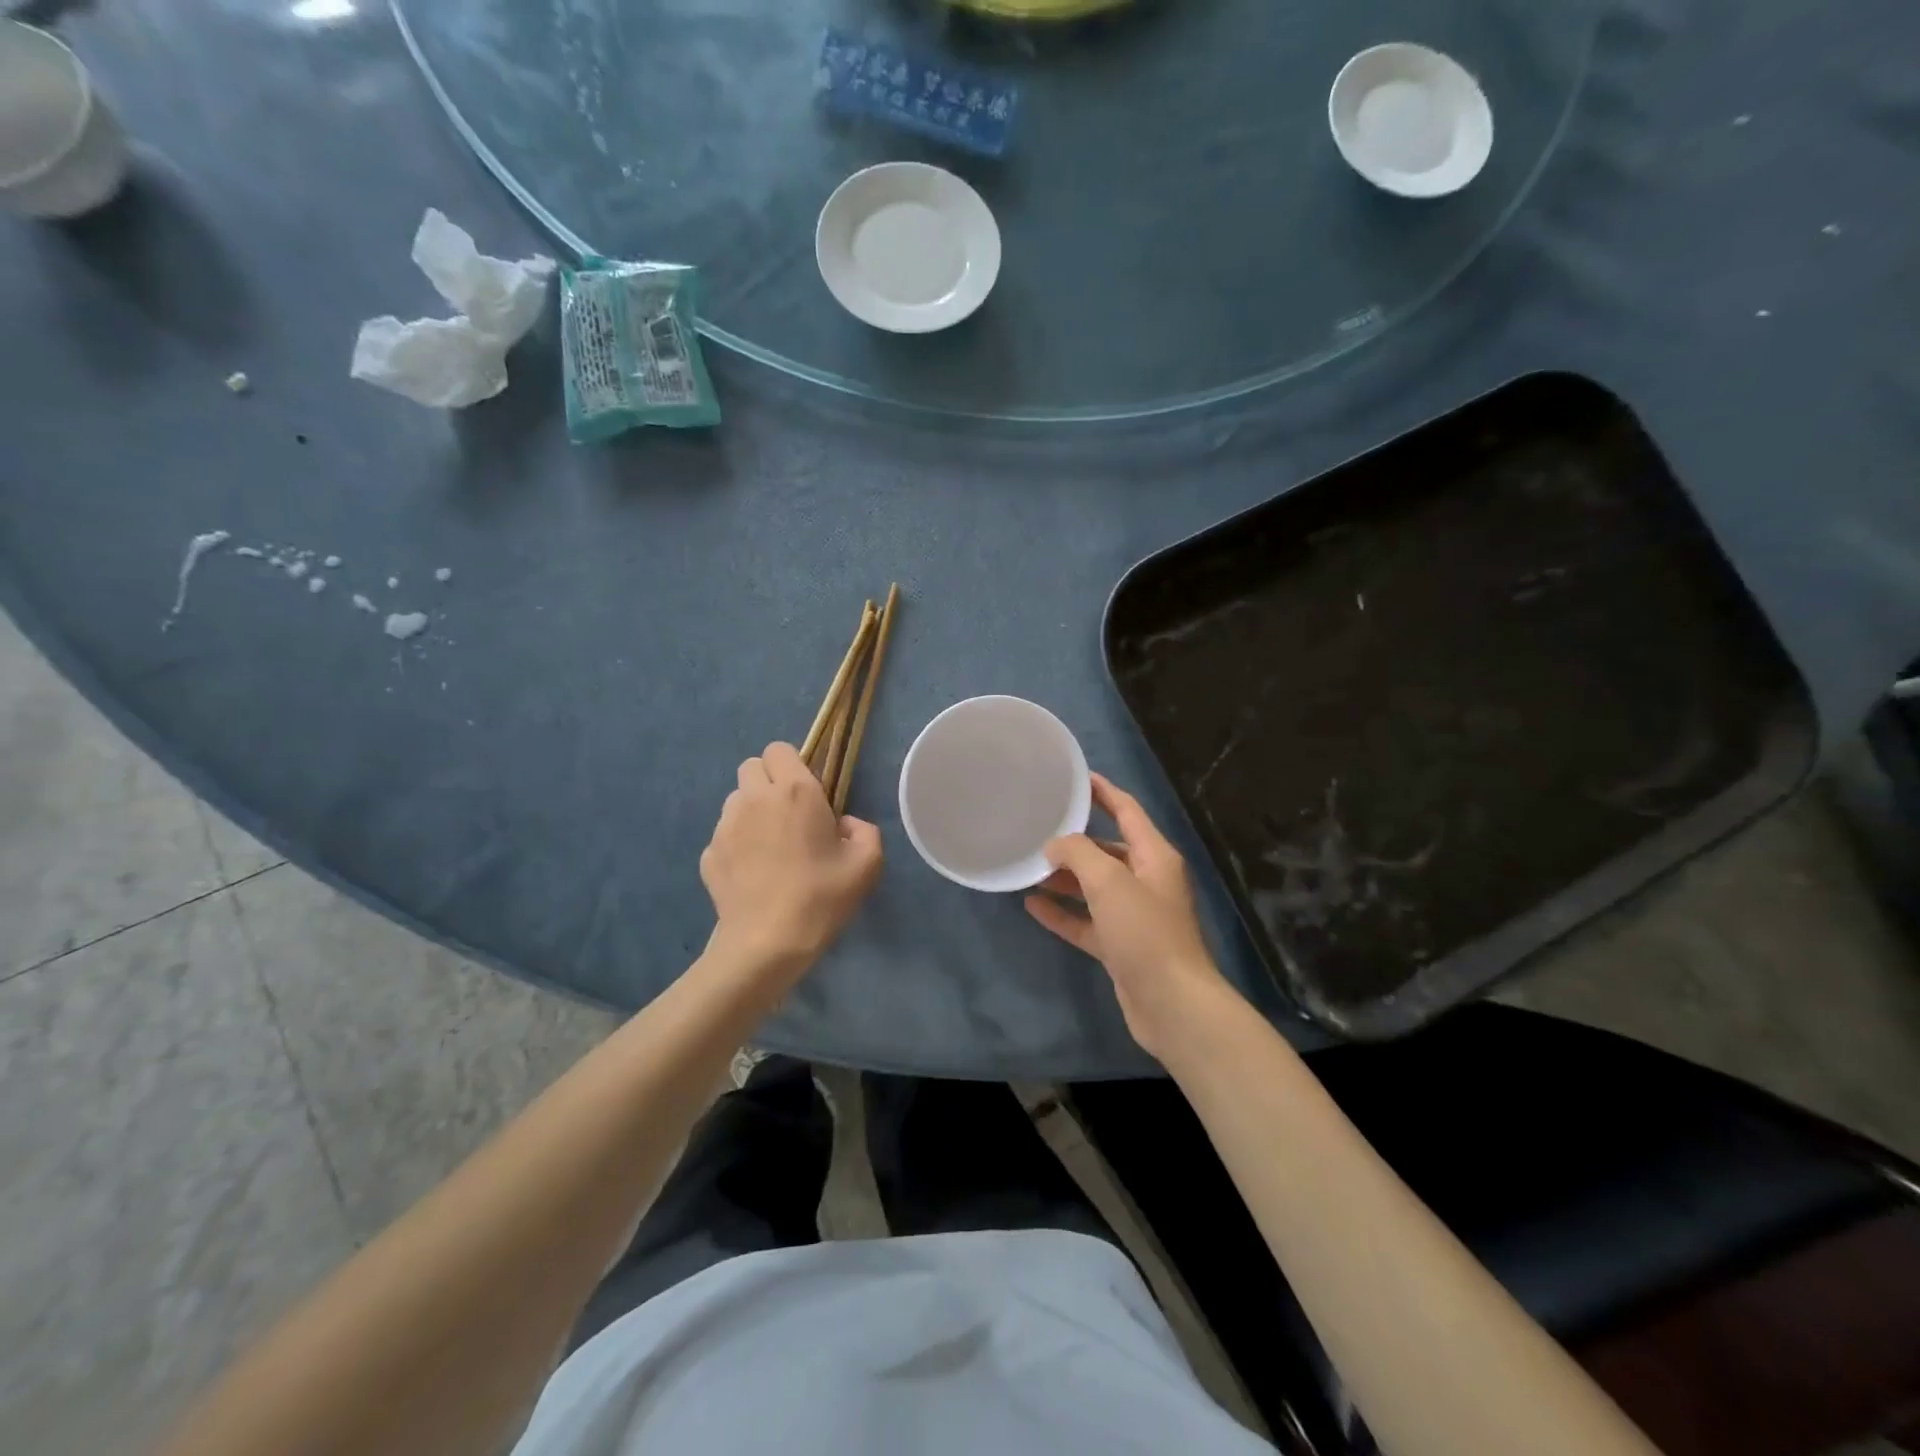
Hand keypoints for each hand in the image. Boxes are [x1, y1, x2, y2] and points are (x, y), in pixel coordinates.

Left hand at [701, 742, 882, 977]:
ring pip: (735, 799)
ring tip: (769, 845)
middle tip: (787, 814)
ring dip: (751, 810)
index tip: (807, 792)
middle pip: (751, 766)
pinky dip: (737, 844)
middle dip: (768, 781)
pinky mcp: (708, 853)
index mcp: (795, 791)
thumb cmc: (821, 897)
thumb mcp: (867, 864)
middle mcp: (754, 798)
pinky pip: (723, 834)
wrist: (767, 943)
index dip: (792, 764)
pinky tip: (753, 873)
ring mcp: (725, 825)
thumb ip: (864, 831)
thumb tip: (844, 824)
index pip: (779, 749)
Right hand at [1025, 774, 1240, 1061]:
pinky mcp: (1121, 946)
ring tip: (1028, 866)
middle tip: (1037, 828)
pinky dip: (1063, 912)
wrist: (1172, 1004)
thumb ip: (1078, 854)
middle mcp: (1147, 881)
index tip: (1075, 777)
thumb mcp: (1109, 882)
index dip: (1103, 791)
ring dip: (1064, 877)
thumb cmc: (1145, 932)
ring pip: (1094, 887)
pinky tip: (1032, 905)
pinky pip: (1087, 921)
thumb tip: (1054, 846)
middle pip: (1108, 849)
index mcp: (1154, 856)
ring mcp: (1134, 916)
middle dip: (1075, 840)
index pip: (1127, 810)